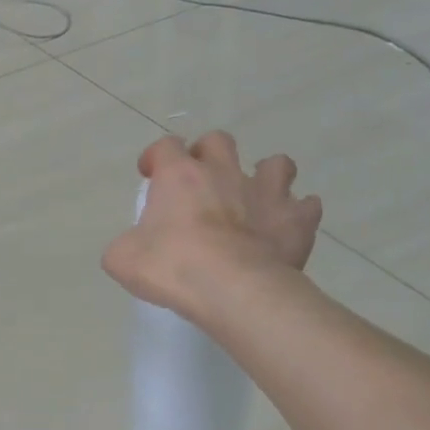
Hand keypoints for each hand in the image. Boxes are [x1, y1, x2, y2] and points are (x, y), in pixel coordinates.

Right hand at [102, 132, 321, 324]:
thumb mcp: (122, 259)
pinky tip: (287, 229)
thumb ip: (124, 245)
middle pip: (219, 141)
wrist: (231, 287)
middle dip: (210, 156)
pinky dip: (298, 214)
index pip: (164, 146)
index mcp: (179, 175)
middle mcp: (224, 172)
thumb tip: (130, 248)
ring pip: (276, 163)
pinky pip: (307, 206)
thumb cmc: (171, 267)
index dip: (155, 157)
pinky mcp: (296, 219)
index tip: (150, 175)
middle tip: (202, 183)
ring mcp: (266, 192)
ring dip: (266, 176)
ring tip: (256, 200)